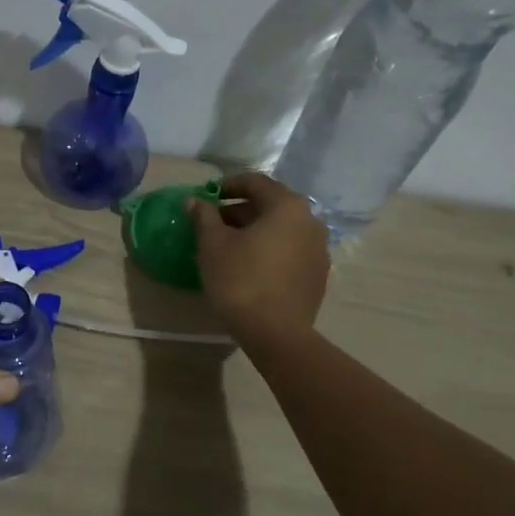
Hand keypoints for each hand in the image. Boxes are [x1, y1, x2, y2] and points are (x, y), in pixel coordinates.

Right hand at [187, 173, 328, 343]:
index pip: (255, 182)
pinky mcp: (318, 275)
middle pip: (270, 205)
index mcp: (287, 206)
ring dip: (254, 232)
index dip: (227, 185)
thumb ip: (204, 217)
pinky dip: (269, 251)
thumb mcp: (213, 245)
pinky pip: (289, 251)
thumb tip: (195, 201)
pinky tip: (249, 267)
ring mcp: (319, 249)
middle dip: (239, 211)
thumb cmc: (241, 281)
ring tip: (228, 247)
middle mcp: (310, 221)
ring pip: (281, 230)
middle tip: (212, 224)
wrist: (276, 333)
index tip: (206, 196)